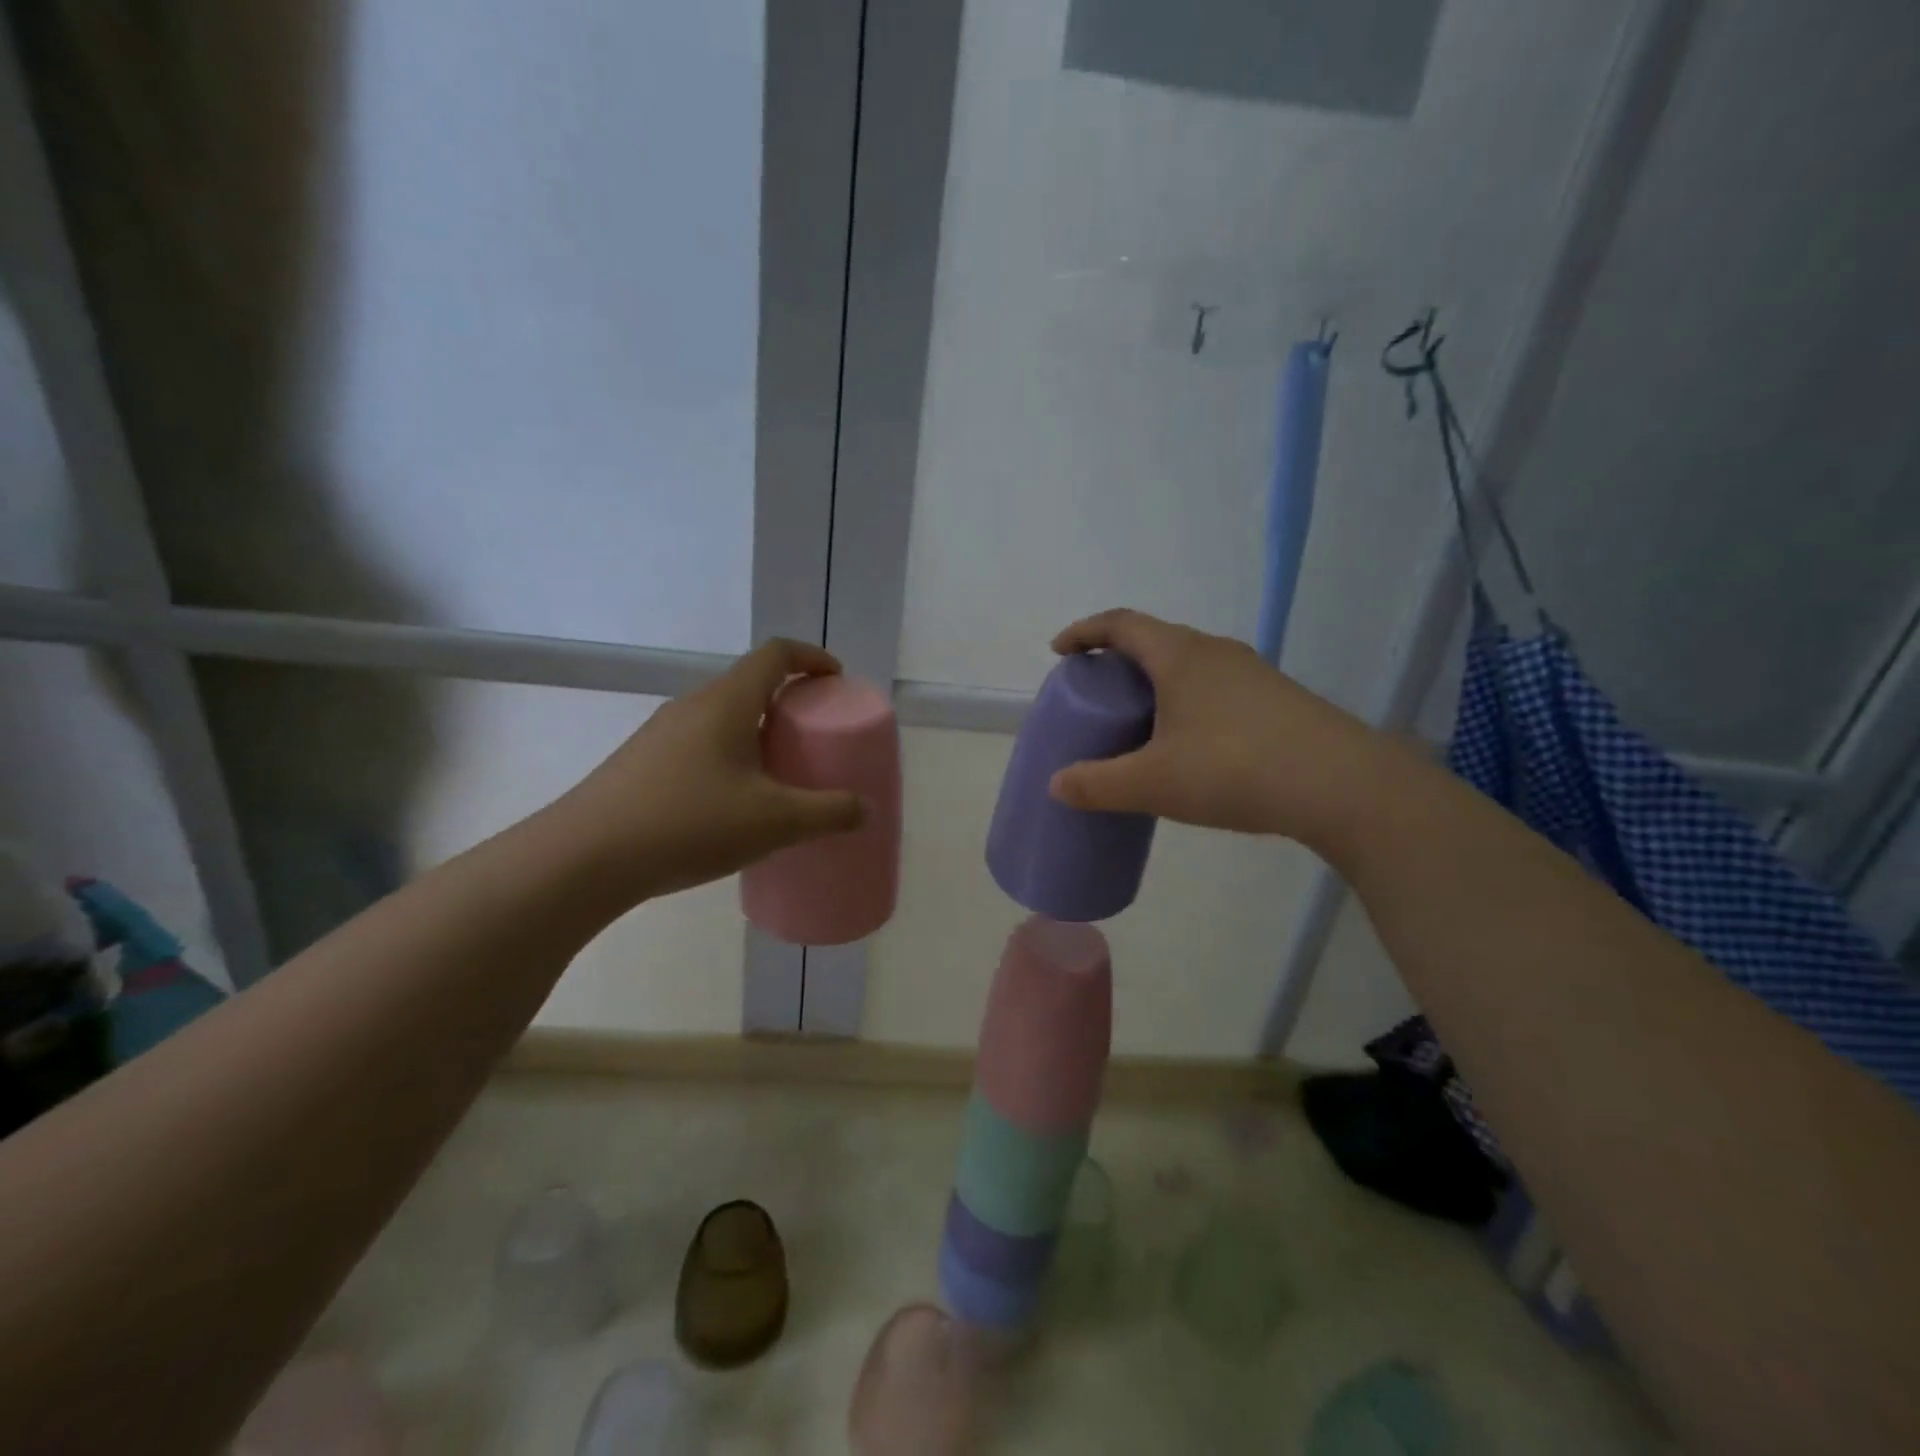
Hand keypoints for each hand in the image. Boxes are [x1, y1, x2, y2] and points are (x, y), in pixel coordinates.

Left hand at [559, 639, 866, 899]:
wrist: (584, 858)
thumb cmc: (688, 823)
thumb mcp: (773, 822)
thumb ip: (828, 813)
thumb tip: (864, 809)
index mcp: (727, 703)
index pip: (775, 654)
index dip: (812, 658)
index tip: (835, 680)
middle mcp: (692, 707)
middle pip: (750, 684)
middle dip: (790, 702)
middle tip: (815, 736)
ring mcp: (661, 734)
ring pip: (723, 717)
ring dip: (758, 732)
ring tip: (780, 774)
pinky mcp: (642, 763)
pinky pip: (700, 744)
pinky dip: (731, 756)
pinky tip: (734, 804)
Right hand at [1047, 610, 1395, 851]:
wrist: (1342, 786)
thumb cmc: (1233, 770)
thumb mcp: (1153, 783)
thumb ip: (1098, 784)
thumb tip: (1057, 785)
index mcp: (1180, 655)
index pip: (1121, 623)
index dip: (1085, 632)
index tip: (1060, 650)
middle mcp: (1216, 652)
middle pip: (1157, 640)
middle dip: (1120, 659)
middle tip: (1098, 692)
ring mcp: (1253, 674)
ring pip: (1191, 665)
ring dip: (1158, 682)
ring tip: (1142, 720)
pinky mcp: (1279, 700)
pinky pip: (1217, 688)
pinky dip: (1189, 702)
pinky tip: (1192, 744)